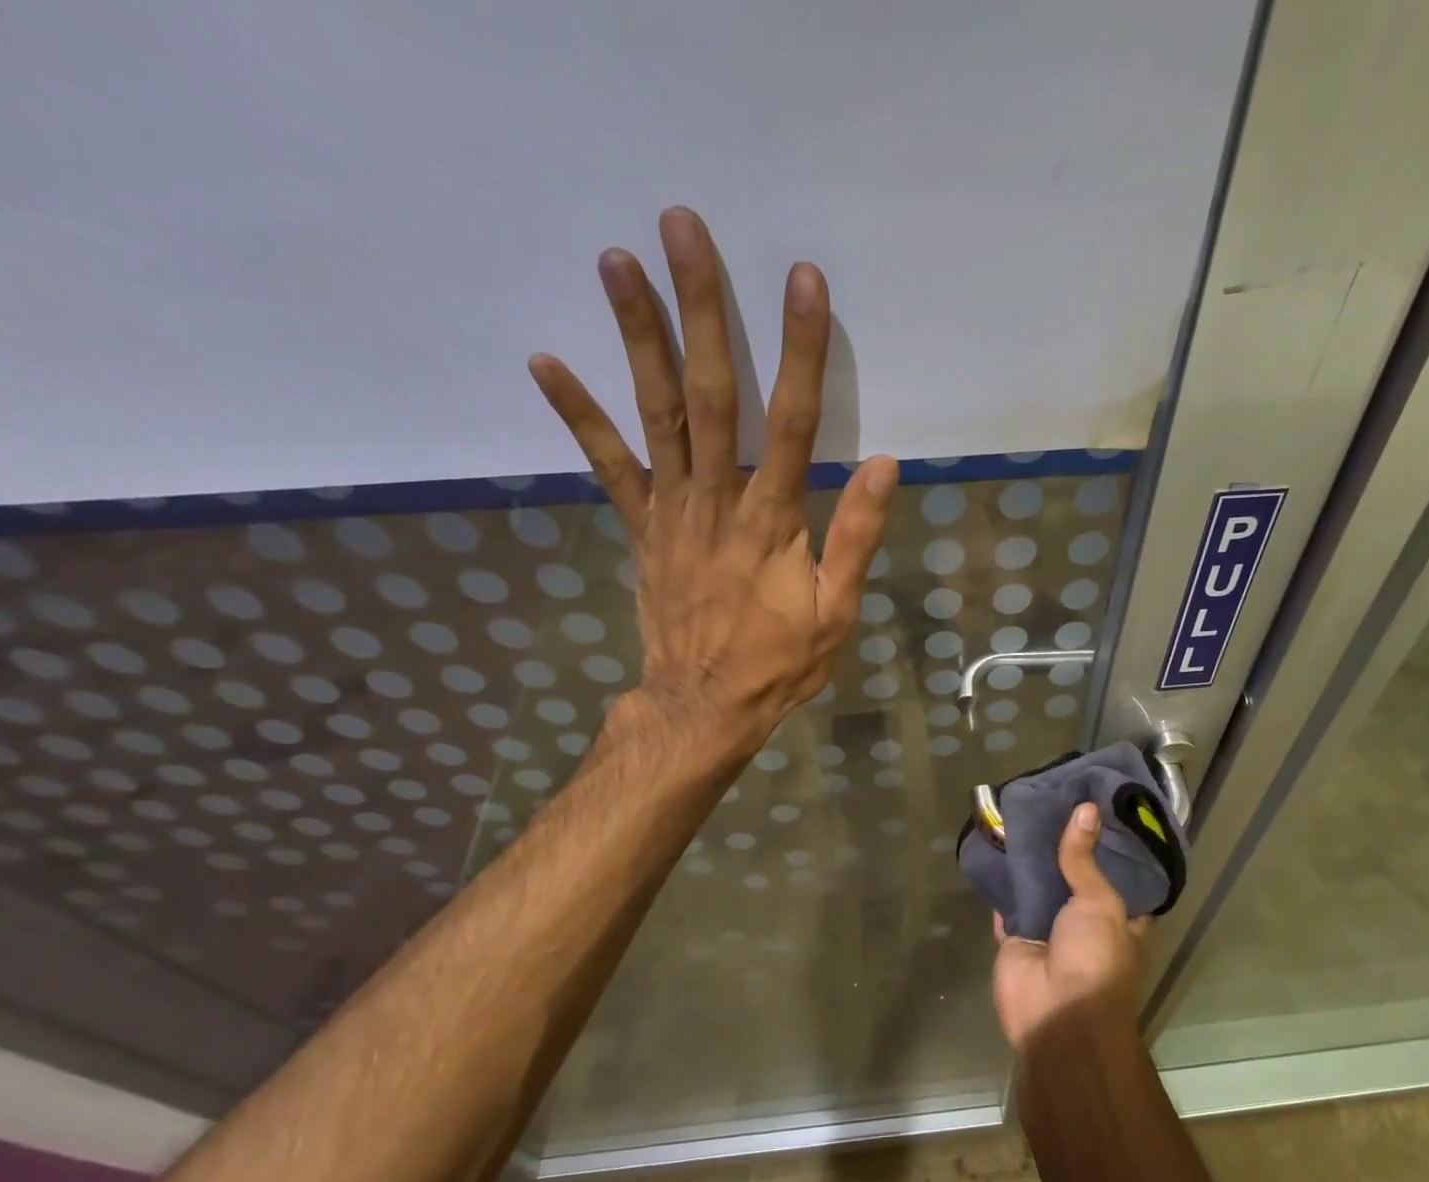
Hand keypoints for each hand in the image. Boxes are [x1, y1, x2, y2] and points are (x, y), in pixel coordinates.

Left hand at [528, 207, 896, 746]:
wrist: (702, 706)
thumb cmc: (778, 663)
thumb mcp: (836, 612)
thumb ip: (856, 537)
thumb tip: (882, 465)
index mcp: (772, 520)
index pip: (792, 421)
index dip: (800, 350)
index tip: (802, 281)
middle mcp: (717, 500)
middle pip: (710, 393)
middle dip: (700, 309)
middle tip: (682, 228)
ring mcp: (670, 510)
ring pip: (655, 413)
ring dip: (636, 335)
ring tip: (615, 259)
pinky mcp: (641, 527)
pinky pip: (607, 466)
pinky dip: (577, 415)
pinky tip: (545, 360)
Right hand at [992, 803, 1150, 1056]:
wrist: (1056, 1015)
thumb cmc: (1096, 960)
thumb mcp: (1101, 903)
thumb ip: (1085, 860)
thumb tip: (1087, 809)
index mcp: (1121, 919)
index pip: (1118, 875)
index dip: (1107, 845)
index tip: (1096, 809)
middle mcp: (1086, 924)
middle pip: (1074, 879)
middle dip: (1063, 849)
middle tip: (1053, 803)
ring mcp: (1049, 932)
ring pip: (1039, 889)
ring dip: (1031, 863)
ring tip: (1022, 815)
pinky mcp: (1016, 939)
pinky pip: (1008, 904)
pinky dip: (1002, 883)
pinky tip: (995, 848)